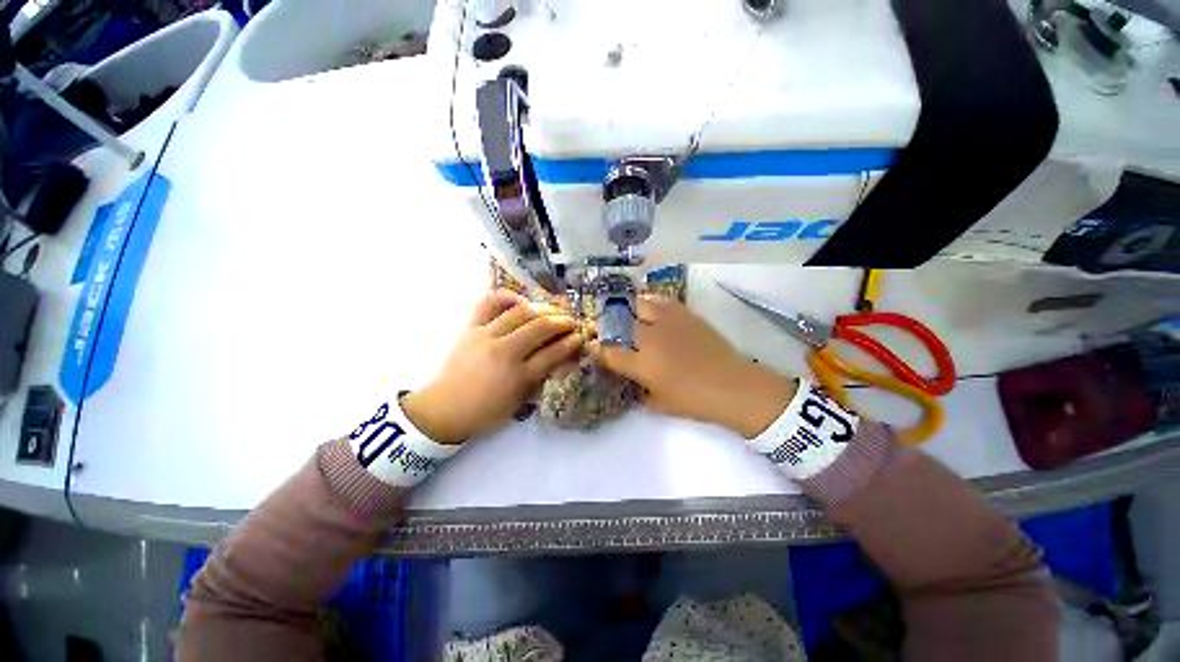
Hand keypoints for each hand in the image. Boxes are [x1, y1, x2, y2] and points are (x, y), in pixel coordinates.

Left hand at [401, 290, 584, 443]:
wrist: (444, 409)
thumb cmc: (486, 411)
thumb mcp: (521, 401)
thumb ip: (543, 376)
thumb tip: (567, 356)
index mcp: (517, 377)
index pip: (553, 353)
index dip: (572, 342)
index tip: (582, 336)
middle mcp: (503, 352)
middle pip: (540, 327)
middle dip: (563, 321)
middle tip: (573, 321)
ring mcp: (485, 336)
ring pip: (521, 312)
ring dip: (543, 308)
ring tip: (553, 310)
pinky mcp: (470, 328)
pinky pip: (489, 302)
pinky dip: (508, 297)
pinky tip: (521, 301)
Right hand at [592, 295, 796, 437]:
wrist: (733, 386)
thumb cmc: (695, 401)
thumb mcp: (659, 404)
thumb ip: (640, 392)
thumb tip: (633, 381)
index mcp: (641, 364)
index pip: (608, 352)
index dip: (595, 347)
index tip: (590, 345)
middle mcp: (650, 339)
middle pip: (619, 323)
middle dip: (606, 324)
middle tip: (605, 327)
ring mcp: (668, 323)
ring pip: (639, 305)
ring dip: (628, 309)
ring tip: (627, 314)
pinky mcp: (685, 314)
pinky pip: (662, 301)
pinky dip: (651, 302)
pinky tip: (650, 307)